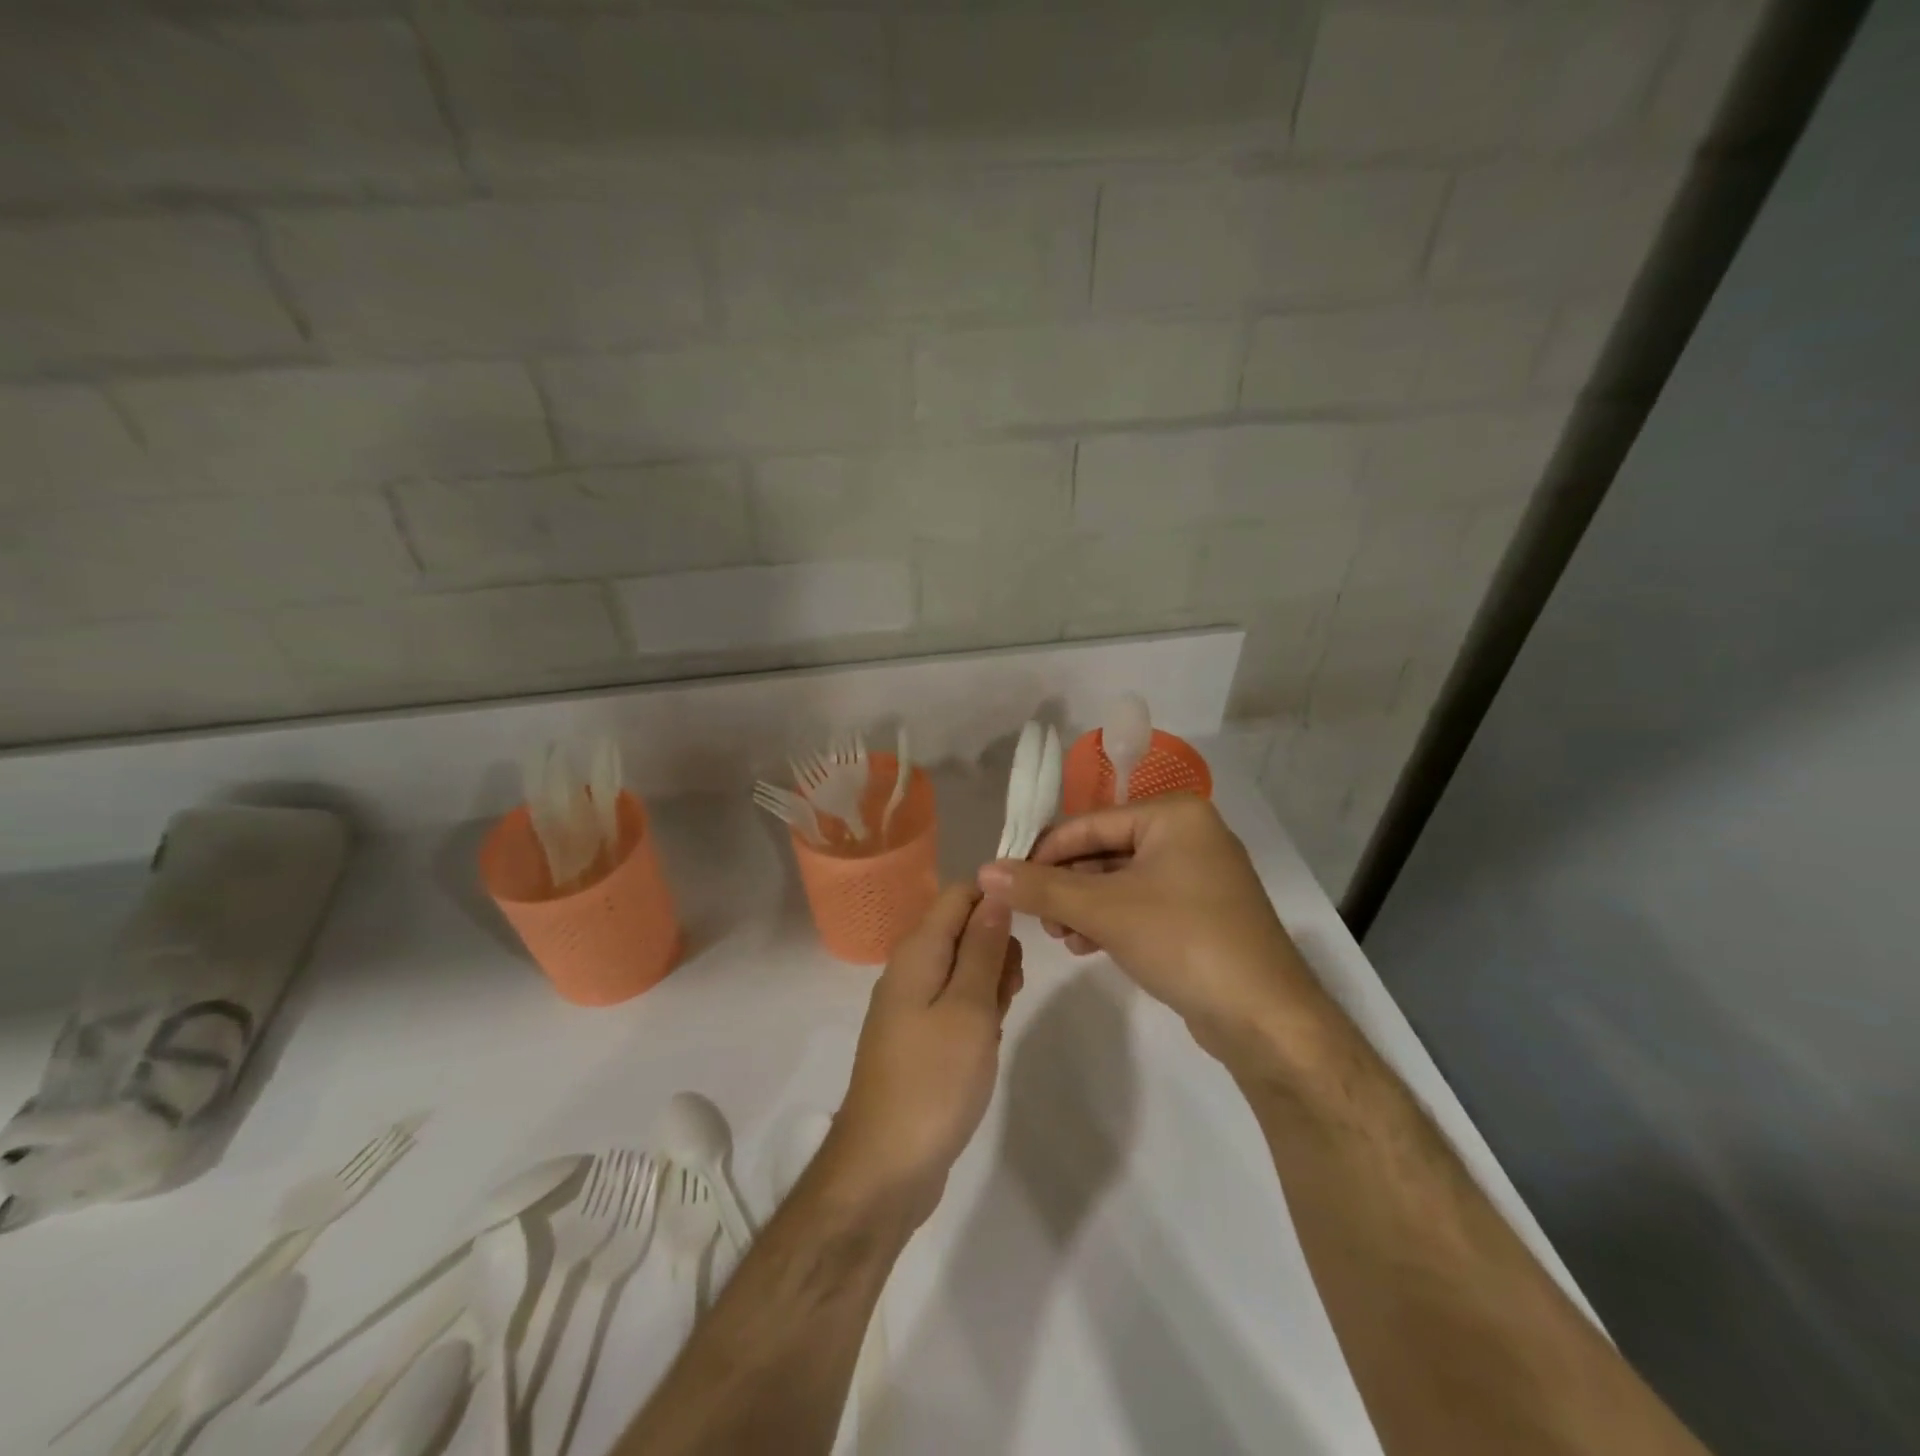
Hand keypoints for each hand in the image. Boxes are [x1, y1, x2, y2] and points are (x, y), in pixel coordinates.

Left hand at [823, 885, 1023, 1228]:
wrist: (885, 1166)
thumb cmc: (934, 1080)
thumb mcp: (970, 1008)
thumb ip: (983, 948)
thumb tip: (996, 894)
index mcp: (918, 951)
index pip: (959, 894)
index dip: (996, 902)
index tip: (1026, 936)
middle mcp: (910, 969)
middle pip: (962, 930)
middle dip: (997, 949)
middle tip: (1011, 992)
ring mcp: (911, 1005)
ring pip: (963, 969)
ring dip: (991, 985)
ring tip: (999, 1022)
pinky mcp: (918, 1037)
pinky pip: (955, 1004)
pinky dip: (978, 1014)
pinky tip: (988, 1043)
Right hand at [977, 796, 1319, 1066]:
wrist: (1266, 1018)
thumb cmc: (1184, 941)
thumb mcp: (1103, 910)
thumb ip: (1040, 887)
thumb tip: (983, 870)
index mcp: (1172, 814)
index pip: (1088, 823)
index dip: (1043, 852)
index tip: (1007, 881)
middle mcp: (1187, 834)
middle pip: (1103, 851)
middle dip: (1065, 886)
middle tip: (1037, 919)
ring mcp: (1197, 874)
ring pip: (1119, 881)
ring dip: (1083, 907)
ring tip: (1061, 937)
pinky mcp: (1200, 912)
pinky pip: (1141, 903)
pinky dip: (1110, 921)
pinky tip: (1086, 946)